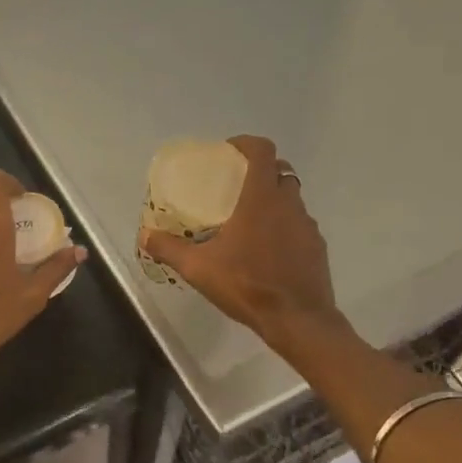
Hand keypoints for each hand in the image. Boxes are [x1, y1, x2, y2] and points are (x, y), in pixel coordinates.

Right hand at [139, 136, 342, 351]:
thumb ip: (169, 248)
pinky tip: (267, 250)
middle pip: (281, 170)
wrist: (297, 319)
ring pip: (292, 199)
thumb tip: (145, 235)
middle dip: (261, 170)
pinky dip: (284, 226)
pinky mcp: (317, 247)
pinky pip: (299, 225)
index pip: (263, 151)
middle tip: (237, 185)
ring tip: (249, 220)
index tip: (228, 151)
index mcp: (261, 198)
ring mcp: (307, 225)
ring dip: (274, 199)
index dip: (246, 143)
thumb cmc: (247, 285)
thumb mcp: (199, 268)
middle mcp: (288, 204)